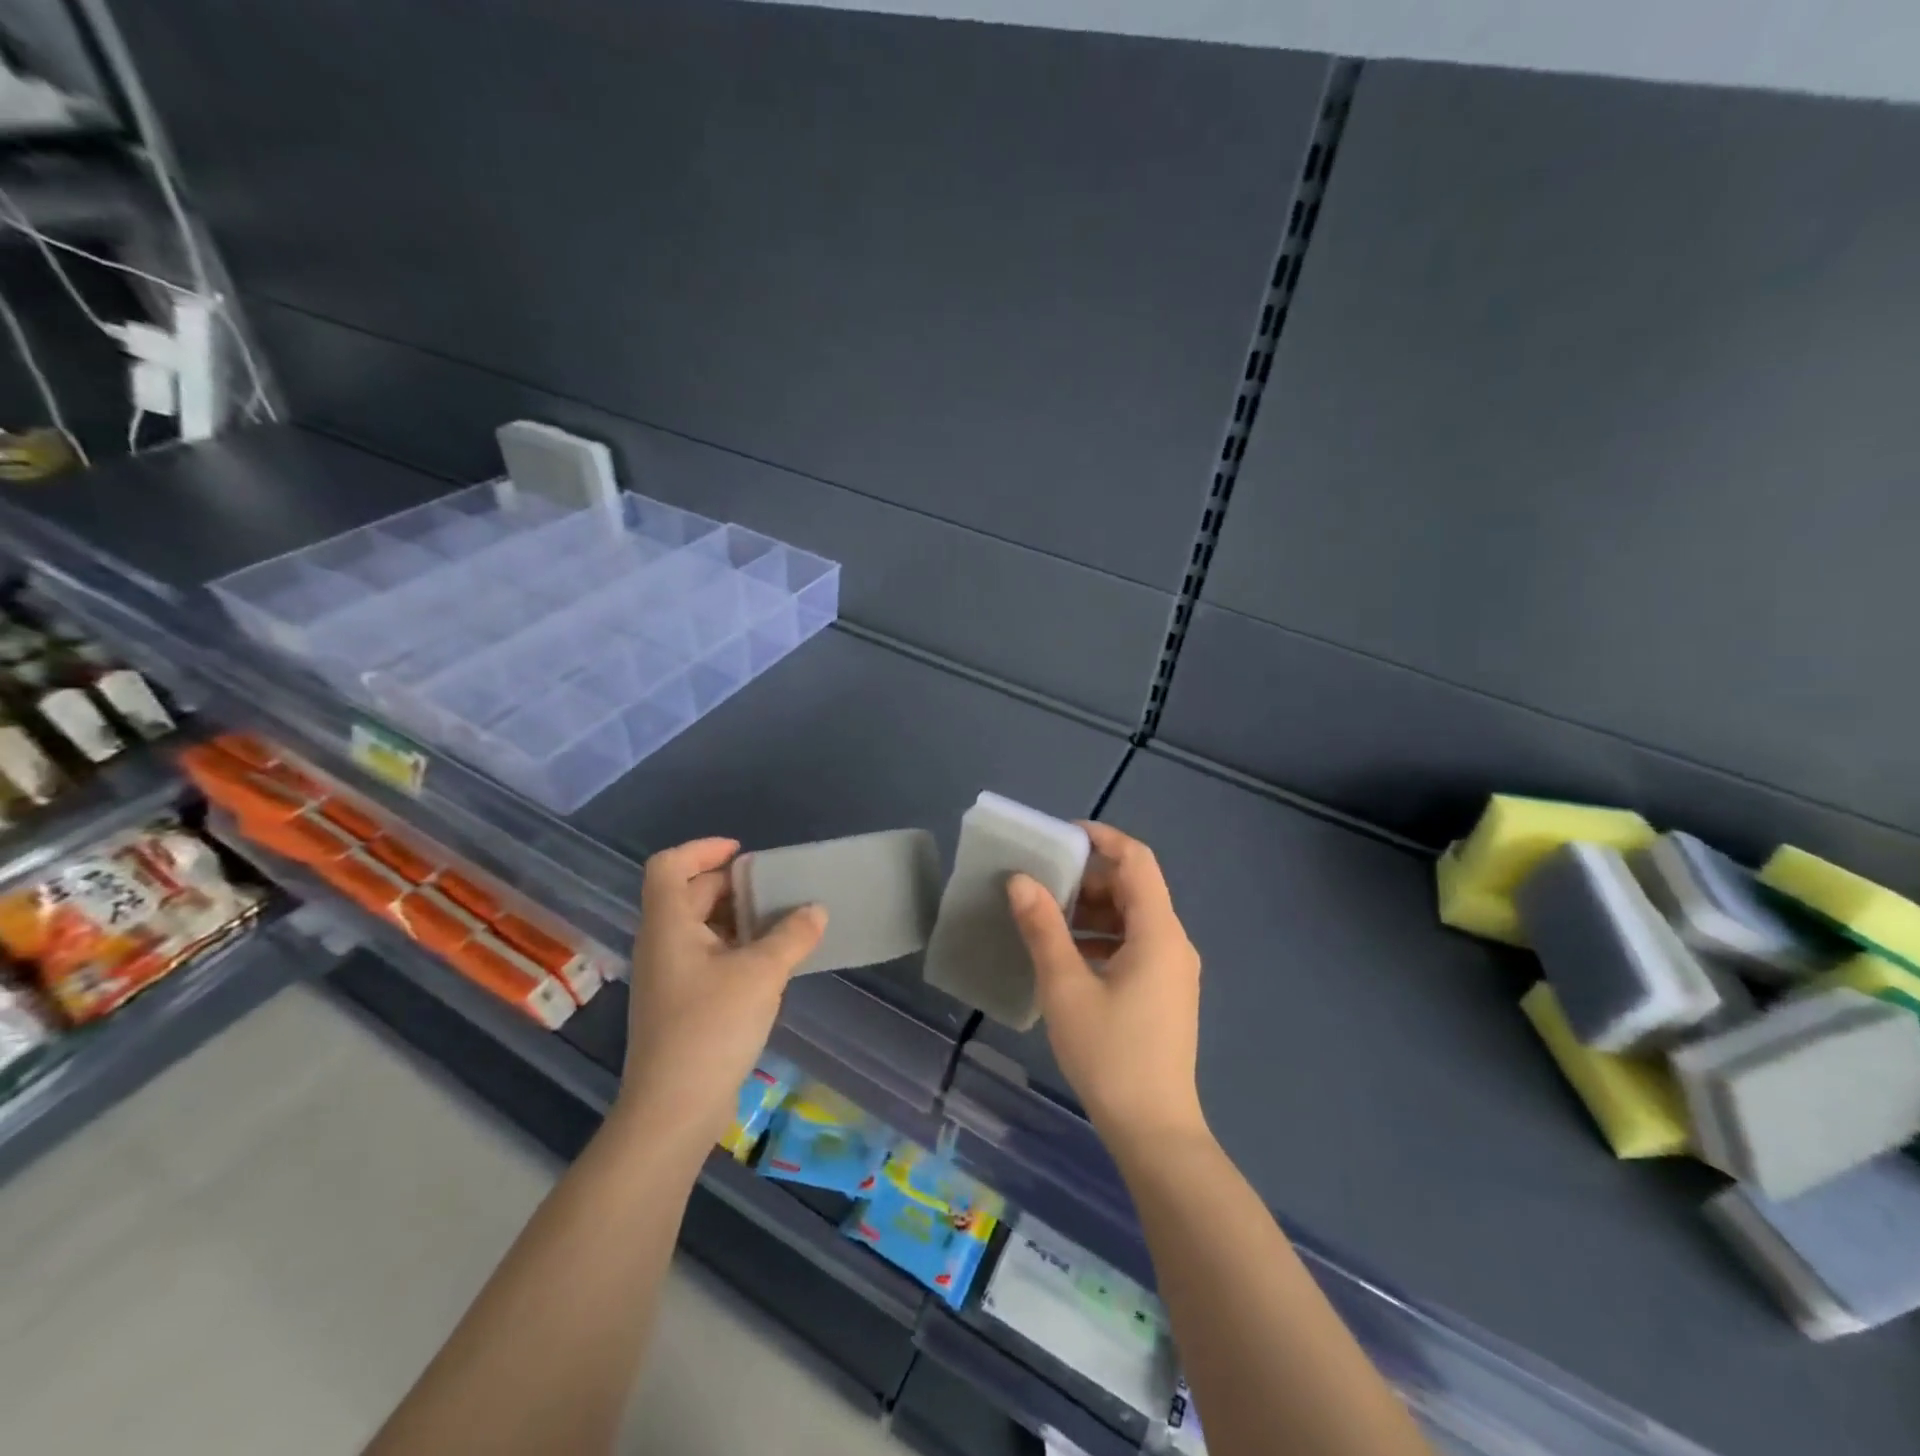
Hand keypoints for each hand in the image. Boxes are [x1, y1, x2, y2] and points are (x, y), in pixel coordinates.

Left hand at [616, 838, 826, 1146]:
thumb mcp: (760, 974)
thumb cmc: (710, 1028)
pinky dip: (738, 948)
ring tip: (784, 922)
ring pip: (703, 928)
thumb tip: (816, 910)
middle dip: (734, 885)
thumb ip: (792, 936)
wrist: (673, 1111)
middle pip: (691, 895)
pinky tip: (772, 963)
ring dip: (740, 918)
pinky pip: (710, 957)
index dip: (703, 849)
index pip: (668, 866)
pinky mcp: (683, 1004)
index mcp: (669, 926)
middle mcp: (663, 944)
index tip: (744, 853)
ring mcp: (670, 977)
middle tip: (778, 888)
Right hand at [1008, 823, 1205, 1151]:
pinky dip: (1101, 938)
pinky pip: (1134, 945)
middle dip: (1088, 878)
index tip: (1060, 836)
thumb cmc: (1110, 1054)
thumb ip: (1043, 928)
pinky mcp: (1164, 993)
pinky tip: (1067, 958)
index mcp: (1159, 932)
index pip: (1137, 860)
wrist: (1154, 1131)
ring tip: (1046, 919)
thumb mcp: (1066, 987)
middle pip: (1134, 888)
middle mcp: (1173, 943)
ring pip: (1133, 918)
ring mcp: (1173, 970)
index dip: (1102, 838)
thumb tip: (1021, 881)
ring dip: (1092, 910)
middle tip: (1042, 883)